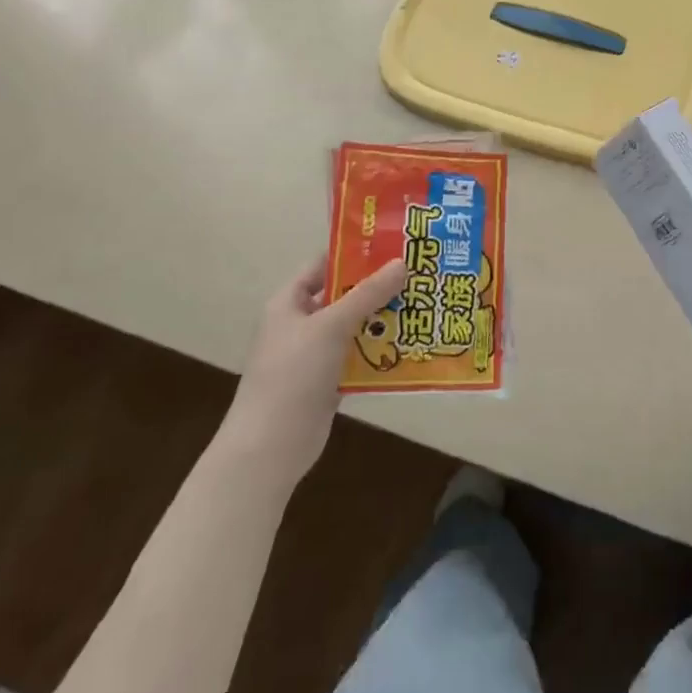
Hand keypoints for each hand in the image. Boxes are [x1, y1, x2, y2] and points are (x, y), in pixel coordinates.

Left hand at [226, 257, 403, 485]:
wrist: (270, 448)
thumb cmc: (293, 375)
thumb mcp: (331, 326)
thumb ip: (366, 294)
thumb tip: (401, 263)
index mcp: (289, 302)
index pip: (323, 264)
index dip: (354, 252)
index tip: (393, 244)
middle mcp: (300, 323)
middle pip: (343, 295)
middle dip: (377, 286)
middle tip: (417, 272)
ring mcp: (313, 354)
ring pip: (353, 326)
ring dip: (382, 318)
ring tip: (422, 303)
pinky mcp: (327, 381)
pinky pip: (357, 356)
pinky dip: (379, 349)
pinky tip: (409, 343)